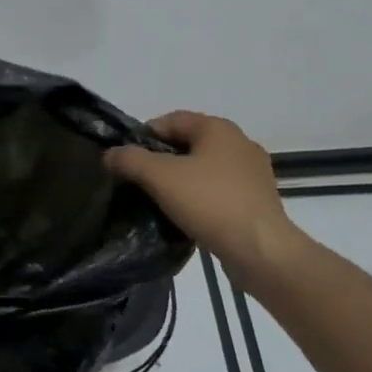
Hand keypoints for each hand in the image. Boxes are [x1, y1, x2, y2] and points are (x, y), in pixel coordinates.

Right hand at [106, 111, 304, 278]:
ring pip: (204, 168)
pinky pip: (219, 190)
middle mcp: (239, 143)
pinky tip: (188, 216)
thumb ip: (130, 160)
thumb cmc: (210, 203)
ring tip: (161, 201)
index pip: (170, 120)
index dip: (143, 136)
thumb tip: (109, 154)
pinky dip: (201, 197)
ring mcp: (253, 172)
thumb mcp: (160, 177)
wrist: (262, 252)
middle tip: (140, 182)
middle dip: (161, 160)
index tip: (126, 160)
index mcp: (218, 128)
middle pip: (187, 143)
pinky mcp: (258, 200)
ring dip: (181, 180)